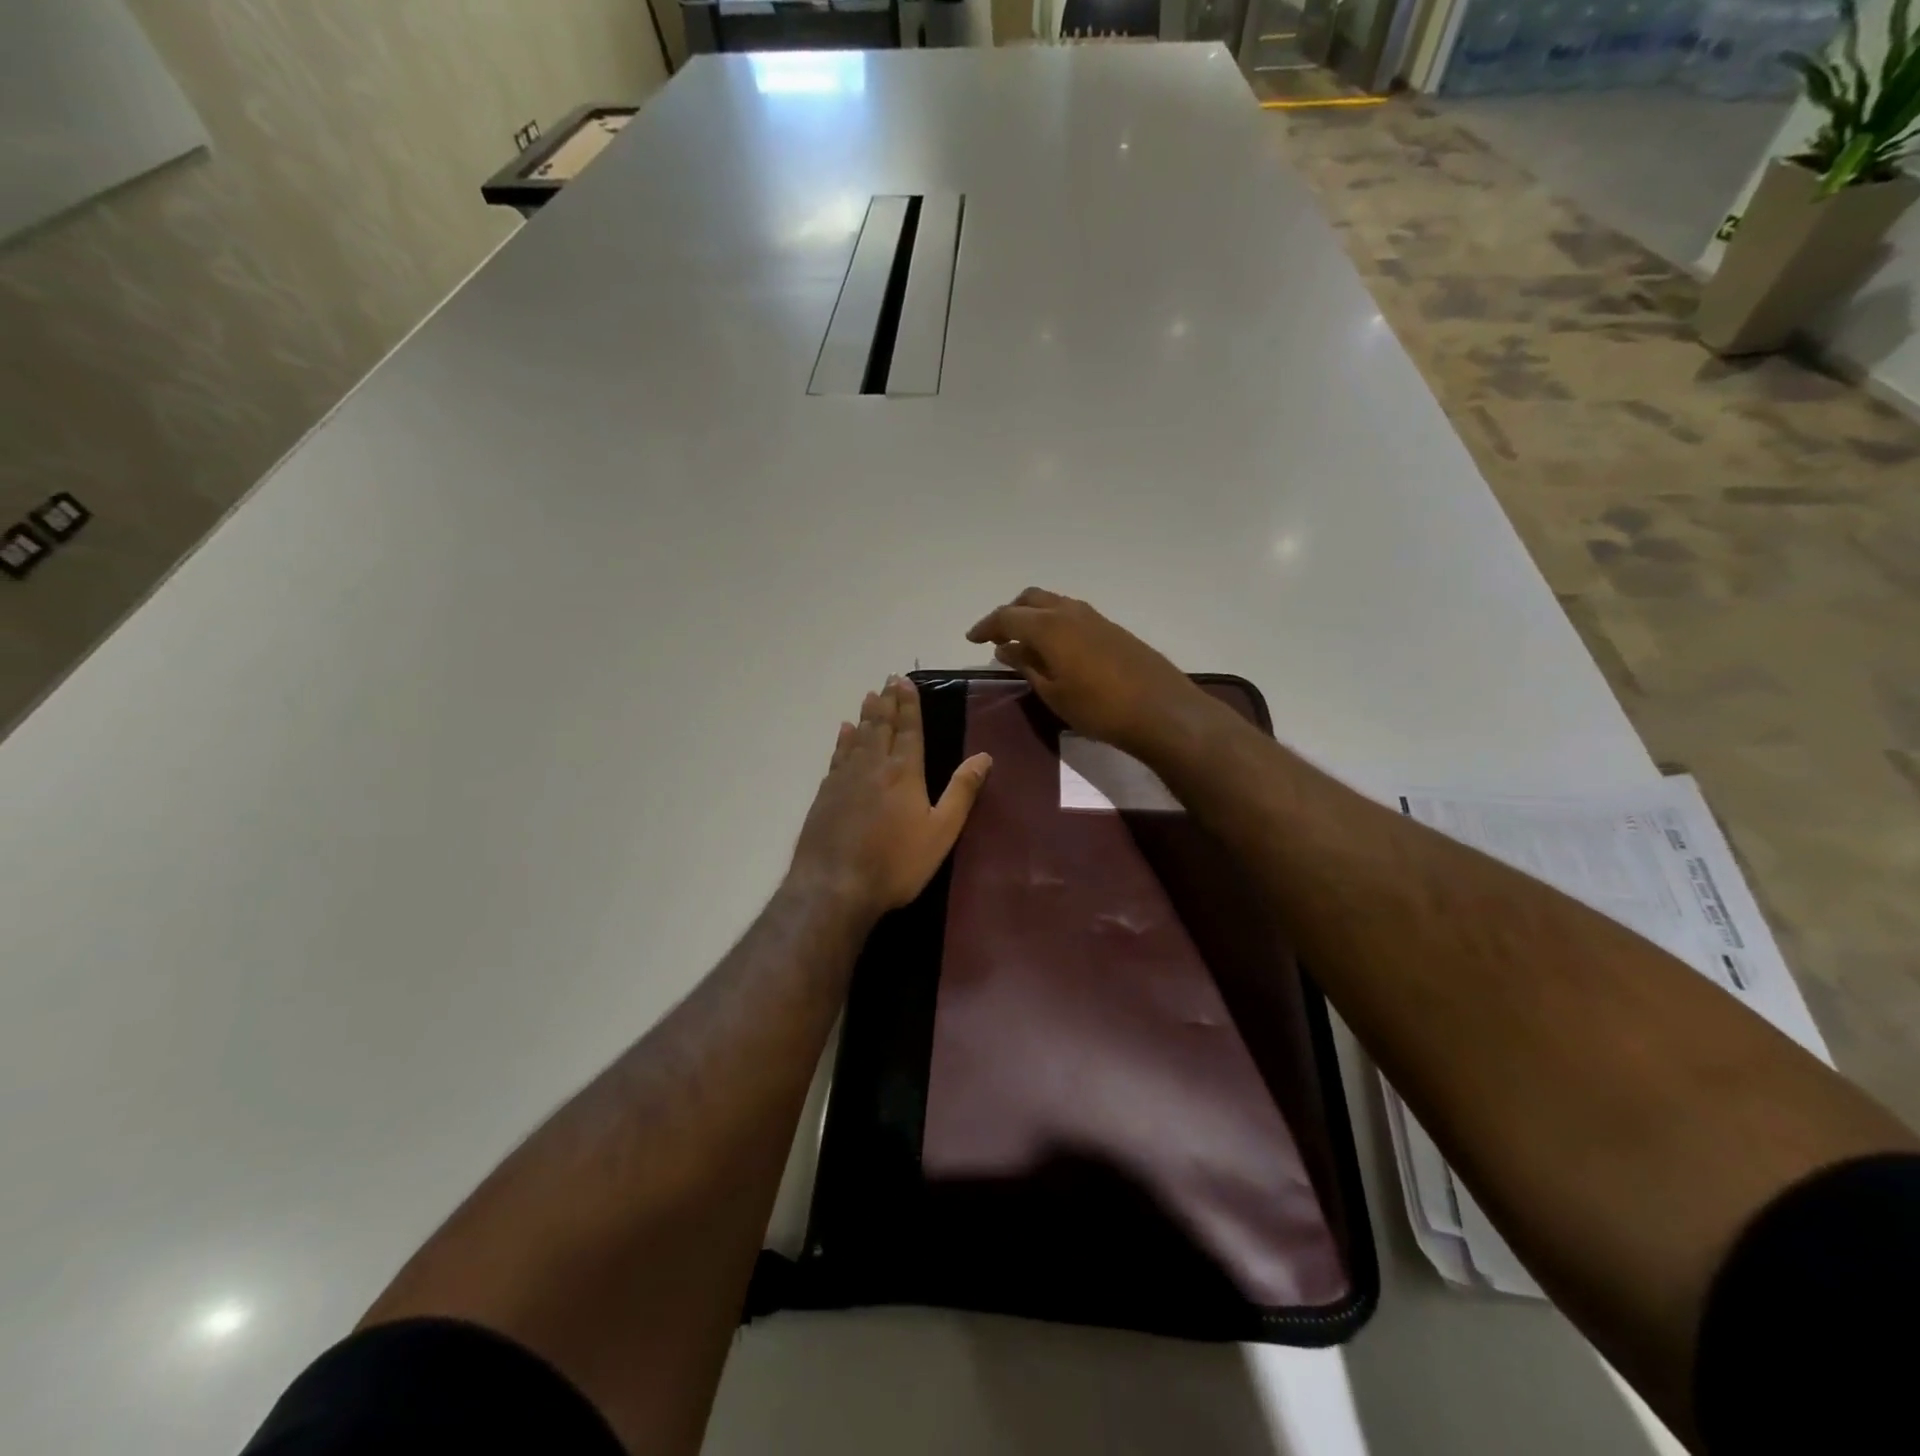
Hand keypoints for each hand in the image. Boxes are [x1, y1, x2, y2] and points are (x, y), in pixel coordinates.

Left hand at [788, 676, 992, 921]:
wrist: (834, 886)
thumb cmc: (896, 862)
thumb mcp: (941, 831)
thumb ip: (962, 791)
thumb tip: (984, 755)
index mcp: (904, 772)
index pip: (909, 730)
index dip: (909, 705)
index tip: (906, 681)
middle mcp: (873, 766)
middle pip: (881, 726)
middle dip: (888, 702)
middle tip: (889, 679)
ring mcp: (845, 778)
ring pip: (858, 737)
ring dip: (866, 715)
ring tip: (870, 696)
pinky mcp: (825, 794)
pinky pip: (837, 756)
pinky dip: (843, 740)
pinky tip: (844, 732)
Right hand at [966, 588, 1210, 754]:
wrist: (1160, 711)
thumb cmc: (1098, 708)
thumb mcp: (1053, 693)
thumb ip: (1027, 665)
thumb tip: (1006, 648)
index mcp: (1049, 626)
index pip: (1007, 616)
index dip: (986, 627)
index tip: (972, 640)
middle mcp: (1070, 612)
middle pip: (1030, 599)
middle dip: (1010, 614)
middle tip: (997, 637)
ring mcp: (1095, 617)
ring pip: (1053, 604)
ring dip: (1034, 616)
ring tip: (1024, 643)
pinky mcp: (1112, 628)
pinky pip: (1072, 615)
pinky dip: (1054, 623)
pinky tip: (1055, 649)